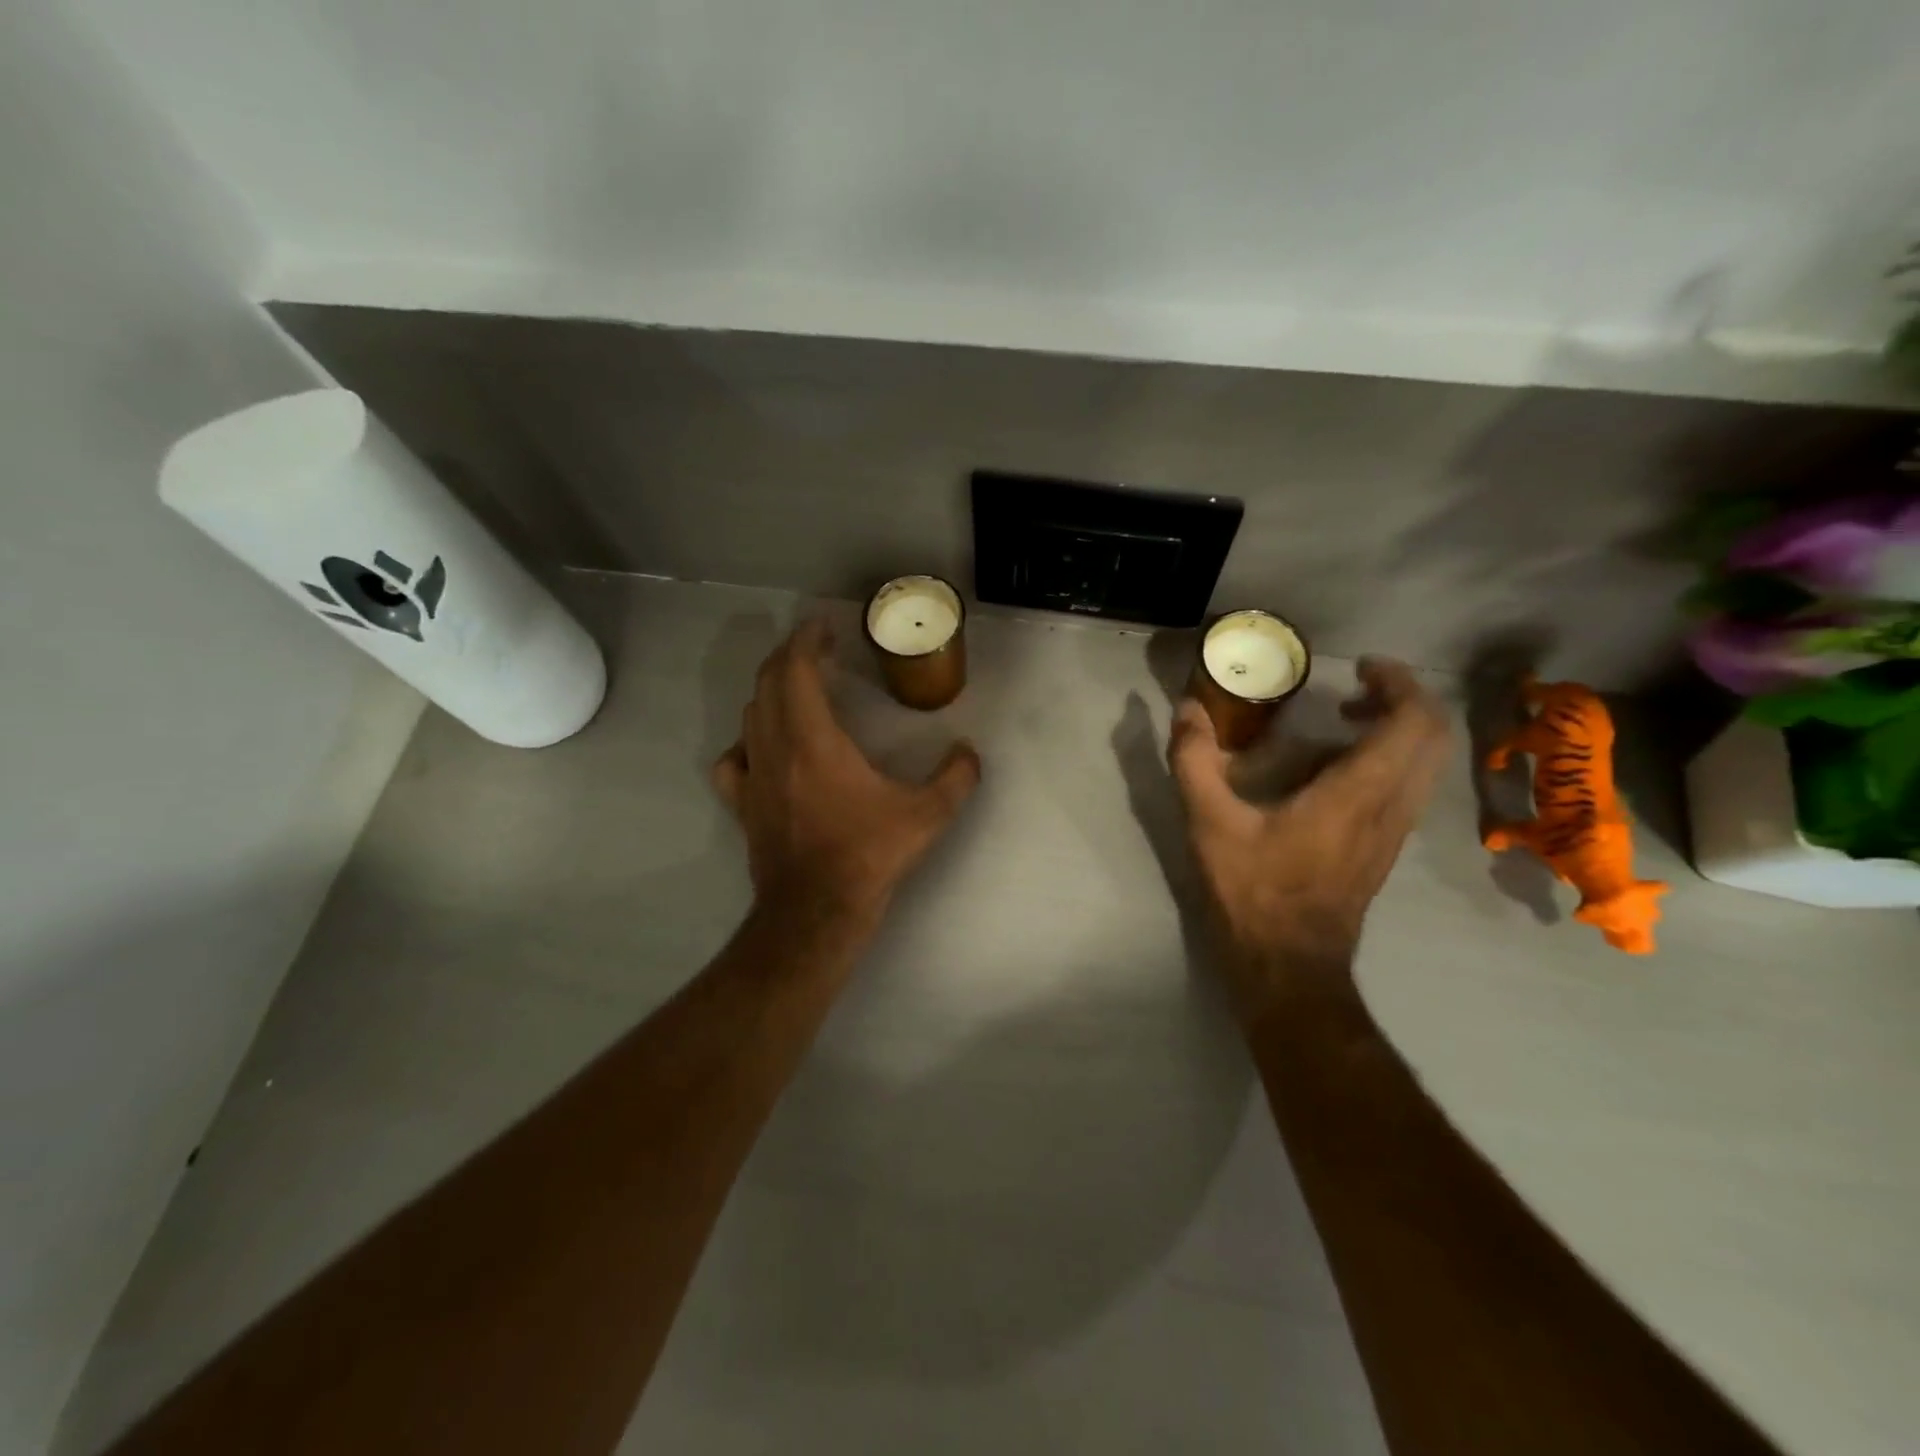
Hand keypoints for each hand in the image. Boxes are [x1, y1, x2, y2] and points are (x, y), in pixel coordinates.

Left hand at [713, 621, 981, 927]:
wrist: (815, 911)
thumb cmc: (868, 855)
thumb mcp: (926, 816)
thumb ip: (956, 778)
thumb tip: (969, 753)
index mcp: (814, 740)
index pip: (797, 670)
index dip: (806, 641)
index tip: (822, 626)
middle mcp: (775, 748)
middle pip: (769, 683)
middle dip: (791, 657)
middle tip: (818, 649)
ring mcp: (753, 777)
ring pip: (750, 715)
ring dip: (772, 692)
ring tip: (799, 690)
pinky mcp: (743, 804)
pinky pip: (734, 758)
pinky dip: (748, 741)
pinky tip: (764, 748)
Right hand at [1168, 657, 1450, 1025]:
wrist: (1289, 966)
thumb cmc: (1253, 891)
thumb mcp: (1210, 823)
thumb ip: (1194, 760)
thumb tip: (1187, 708)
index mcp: (1358, 793)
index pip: (1413, 722)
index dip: (1399, 683)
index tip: (1362, 667)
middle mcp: (1392, 807)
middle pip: (1433, 737)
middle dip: (1404, 700)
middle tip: (1354, 689)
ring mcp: (1395, 831)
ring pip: (1427, 765)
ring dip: (1399, 730)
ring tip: (1344, 720)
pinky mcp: (1385, 849)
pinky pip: (1409, 787)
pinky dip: (1389, 759)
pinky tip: (1335, 769)